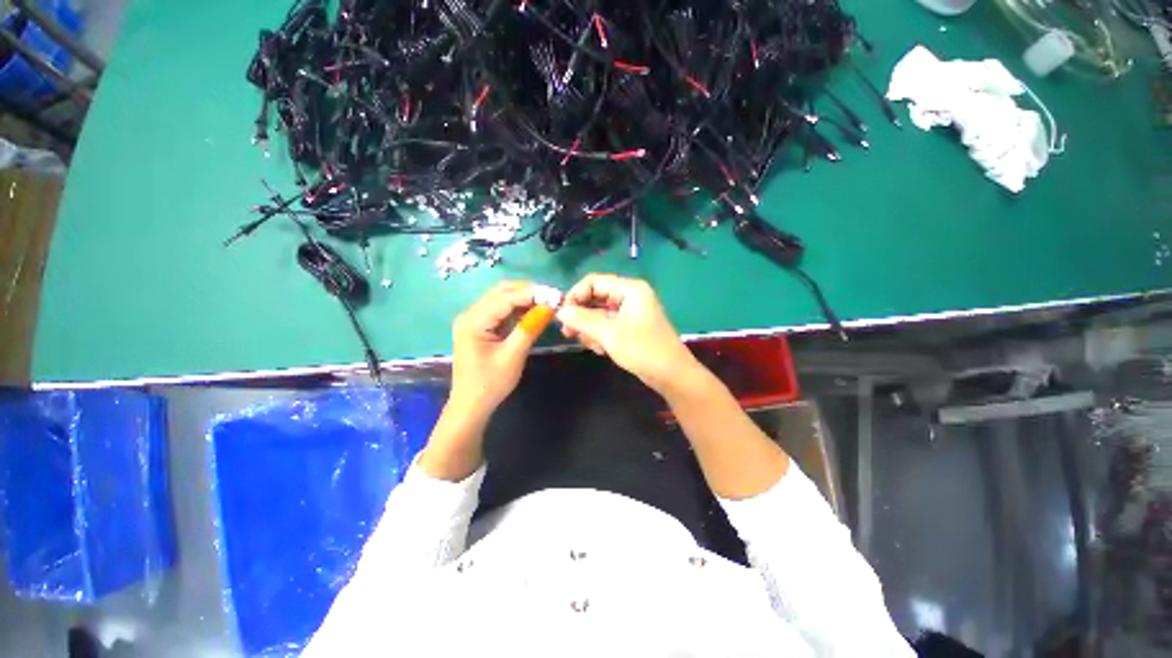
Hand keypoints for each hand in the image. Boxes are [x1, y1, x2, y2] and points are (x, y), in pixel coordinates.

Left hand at [450, 281, 541, 415]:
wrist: (471, 406)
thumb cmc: (490, 384)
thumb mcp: (513, 356)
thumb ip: (529, 328)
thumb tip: (548, 307)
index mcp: (473, 321)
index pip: (506, 298)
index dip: (532, 293)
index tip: (556, 294)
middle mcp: (470, 314)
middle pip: (502, 292)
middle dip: (528, 292)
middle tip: (553, 298)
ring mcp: (474, 319)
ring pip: (502, 299)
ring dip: (524, 299)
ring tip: (547, 303)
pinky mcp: (480, 326)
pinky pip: (501, 310)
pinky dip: (518, 309)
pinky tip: (534, 312)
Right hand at [556, 274, 699, 393]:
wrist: (671, 375)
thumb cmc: (642, 350)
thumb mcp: (609, 334)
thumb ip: (582, 320)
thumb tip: (560, 311)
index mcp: (630, 289)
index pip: (594, 282)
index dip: (575, 295)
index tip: (562, 314)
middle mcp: (630, 296)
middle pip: (596, 298)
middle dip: (581, 316)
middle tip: (567, 333)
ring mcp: (631, 311)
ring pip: (600, 313)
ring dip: (590, 328)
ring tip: (589, 344)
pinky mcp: (631, 326)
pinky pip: (608, 324)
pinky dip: (600, 335)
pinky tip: (600, 349)